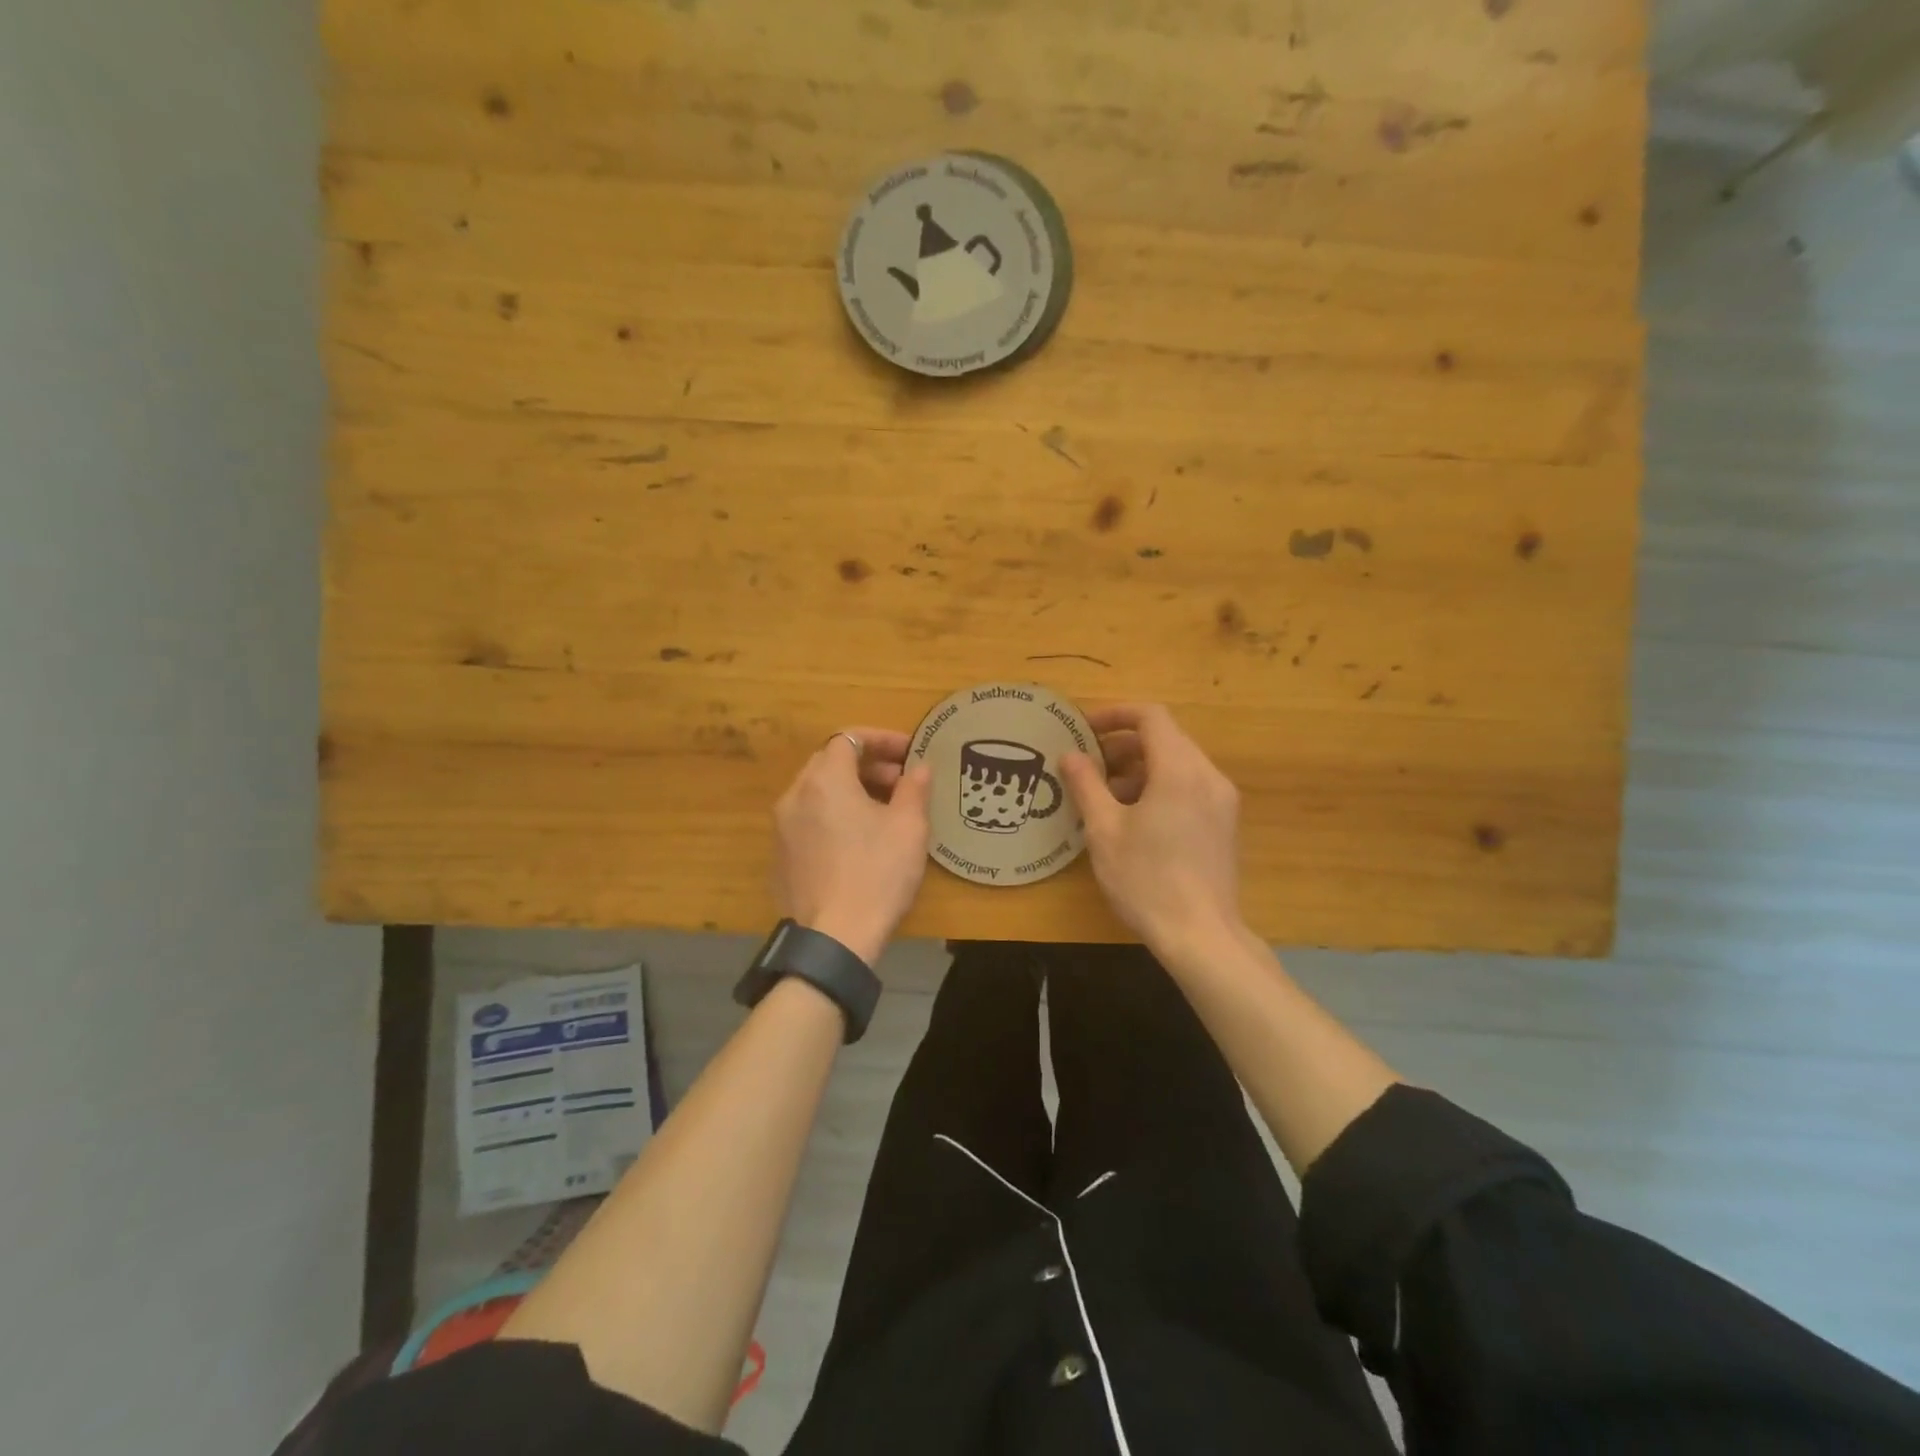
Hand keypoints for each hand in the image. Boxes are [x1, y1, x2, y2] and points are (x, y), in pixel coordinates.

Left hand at [772, 729, 932, 965]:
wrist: (834, 938)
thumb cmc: (877, 874)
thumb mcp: (909, 827)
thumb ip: (914, 788)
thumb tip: (918, 767)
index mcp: (824, 781)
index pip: (848, 738)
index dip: (881, 739)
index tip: (909, 752)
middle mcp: (795, 796)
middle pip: (830, 762)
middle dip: (868, 764)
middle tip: (901, 781)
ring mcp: (782, 828)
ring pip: (817, 792)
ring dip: (851, 790)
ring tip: (883, 810)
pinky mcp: (780, 856)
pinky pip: (808, 819)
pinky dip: (833, 815)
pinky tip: (858, 841)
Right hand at [1061, 704, 1243, 952]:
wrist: (1201, 936)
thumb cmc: (1146, 880)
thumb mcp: (1104, 831)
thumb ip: (1086, 785)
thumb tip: (1070, 755)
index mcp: (1179, 770)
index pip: (1151, 717)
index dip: (1115, 714)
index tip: (1085, 729)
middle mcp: (1208, 776)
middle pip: (1166, 738)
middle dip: (1123, 744)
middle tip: (1088, 765)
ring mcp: (1222, 800)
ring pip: (1178, 763)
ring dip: (1140, 768)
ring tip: (1105, 796)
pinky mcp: (1224, 823)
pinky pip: (1189, 786)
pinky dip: (1160, 786)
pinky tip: (1134, 818)